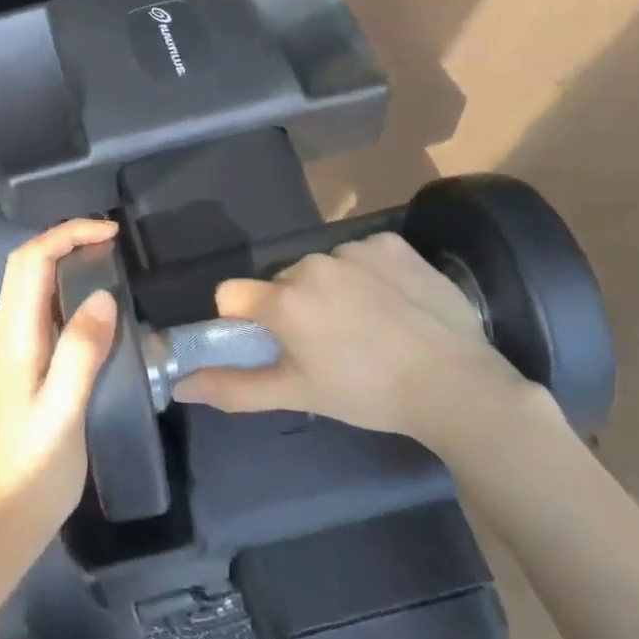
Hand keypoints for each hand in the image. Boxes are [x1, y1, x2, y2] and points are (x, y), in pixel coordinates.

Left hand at [0, 219, 119, 540]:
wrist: (7, 515)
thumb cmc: (37, 467)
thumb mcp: (64, 412)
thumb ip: (80, 353)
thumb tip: (103, 296)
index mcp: (16, 338)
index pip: (31, 262)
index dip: (67, 235)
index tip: (110, 233)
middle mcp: (12, 335)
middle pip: (26, 265)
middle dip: (64, 238)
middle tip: (110, 240)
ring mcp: (18, 350)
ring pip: (33, 285)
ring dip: (65, 260)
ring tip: (108, 261)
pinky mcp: (30, 366)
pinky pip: (45, 310)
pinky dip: (68, 289)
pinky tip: (97, 308)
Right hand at [173, 232, 550, 459]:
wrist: (458, 386)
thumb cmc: (368, 395)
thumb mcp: (297, 394)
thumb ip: (233, 387)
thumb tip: (180, 385)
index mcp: (284, 300)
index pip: (232, 294)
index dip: (244, 320)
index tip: (273, 343)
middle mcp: (312, 264)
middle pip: (281, 282)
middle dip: (294, 308)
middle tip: (329, 346)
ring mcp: (355, 249)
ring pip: (322, 268)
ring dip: (332, 290)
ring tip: (368, 327)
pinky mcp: (392, 244)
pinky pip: (362, 255)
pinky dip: (369, 275)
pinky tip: (394, 304)